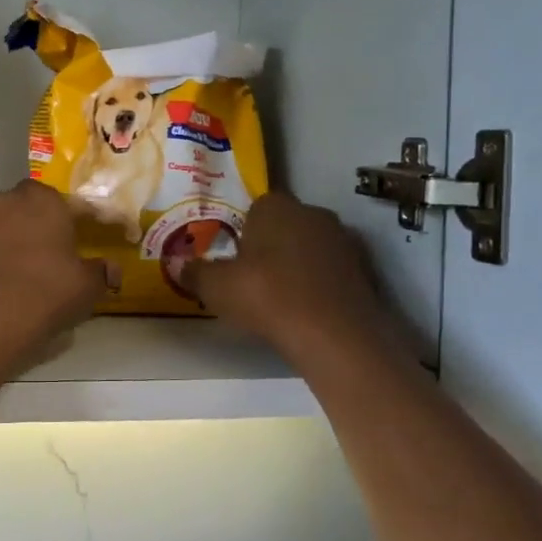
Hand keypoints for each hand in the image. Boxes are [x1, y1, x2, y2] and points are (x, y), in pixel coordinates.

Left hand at [0, 181, 109, 351]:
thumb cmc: (48, 292)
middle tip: (44, 255)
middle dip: (32, 225)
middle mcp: (3, 202)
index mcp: (41, 200)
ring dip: (3, 242)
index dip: (72, 220)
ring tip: (13, 273)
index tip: (77, 240)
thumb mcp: (87, 286)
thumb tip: (111, 271)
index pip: (63, 202)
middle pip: (21, 208)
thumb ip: (101, 272)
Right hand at [185, 193, 400, 362]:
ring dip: (298, 263)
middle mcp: (313, 213)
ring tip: (281, 296)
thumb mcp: (217, 288)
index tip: (235, 257)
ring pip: (311, 246)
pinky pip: (332, 269)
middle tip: (254, 277)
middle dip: (272, 244)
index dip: (244, 231)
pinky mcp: (365, 268)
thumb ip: (195, 273)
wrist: (335, 334)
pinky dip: (320, 282)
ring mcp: (343, 240)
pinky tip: (308, 308)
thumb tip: (175, 263)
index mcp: (276, 206)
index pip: (256, 206)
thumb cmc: (267, 296)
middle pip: (286, 224)